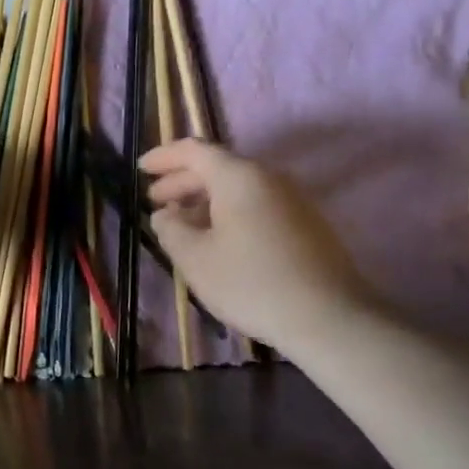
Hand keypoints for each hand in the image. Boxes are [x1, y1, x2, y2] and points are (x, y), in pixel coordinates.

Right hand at [140, 138, 375, 349]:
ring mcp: (292, 200)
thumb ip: (171, 229)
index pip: (194, 150)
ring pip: (238, 188)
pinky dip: (228, 212)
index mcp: (238, 177)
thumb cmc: (250, 282)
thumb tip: (165, 214)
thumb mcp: (194, 258)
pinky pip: (256, 204)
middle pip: (218, 167)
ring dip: (205, 199)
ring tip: (182, 223)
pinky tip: (217, 239)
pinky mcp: (305, 224)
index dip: (164, 157)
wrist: (328, 317)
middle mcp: (268, 178)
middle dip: (182, 181)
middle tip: (155, 201)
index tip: (140, 169)